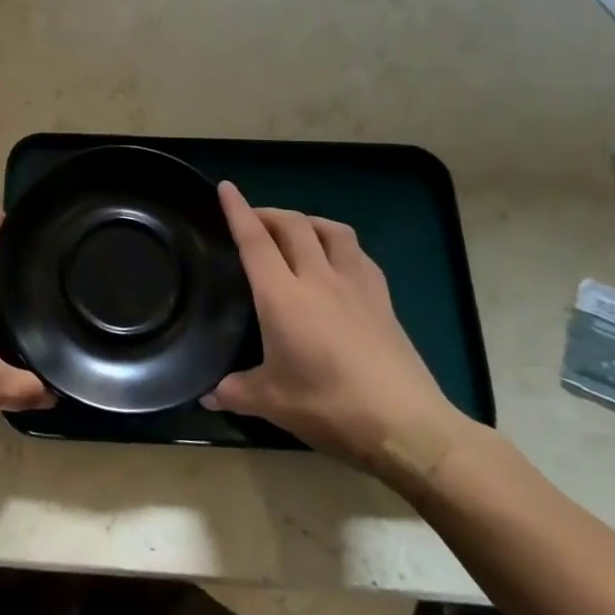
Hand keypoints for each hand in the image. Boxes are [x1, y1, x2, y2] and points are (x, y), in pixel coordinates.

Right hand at [204, 182, 471, 489]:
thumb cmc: (330, 408)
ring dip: (308, 221)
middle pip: (293, 225)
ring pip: (332, 230)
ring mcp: (356, 286)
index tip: (226, 187)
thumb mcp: (272, 403)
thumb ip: (236, 391)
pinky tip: (337, 261)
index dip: (238, 210)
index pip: (255, 241)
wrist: (407, 427)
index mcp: (283, 296)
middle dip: (269, 213)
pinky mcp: (383, 300)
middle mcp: (318, 279)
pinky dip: (340, 245)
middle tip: (253, 220)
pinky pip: (359, 255)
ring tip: (296, 232)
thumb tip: (206, 396)